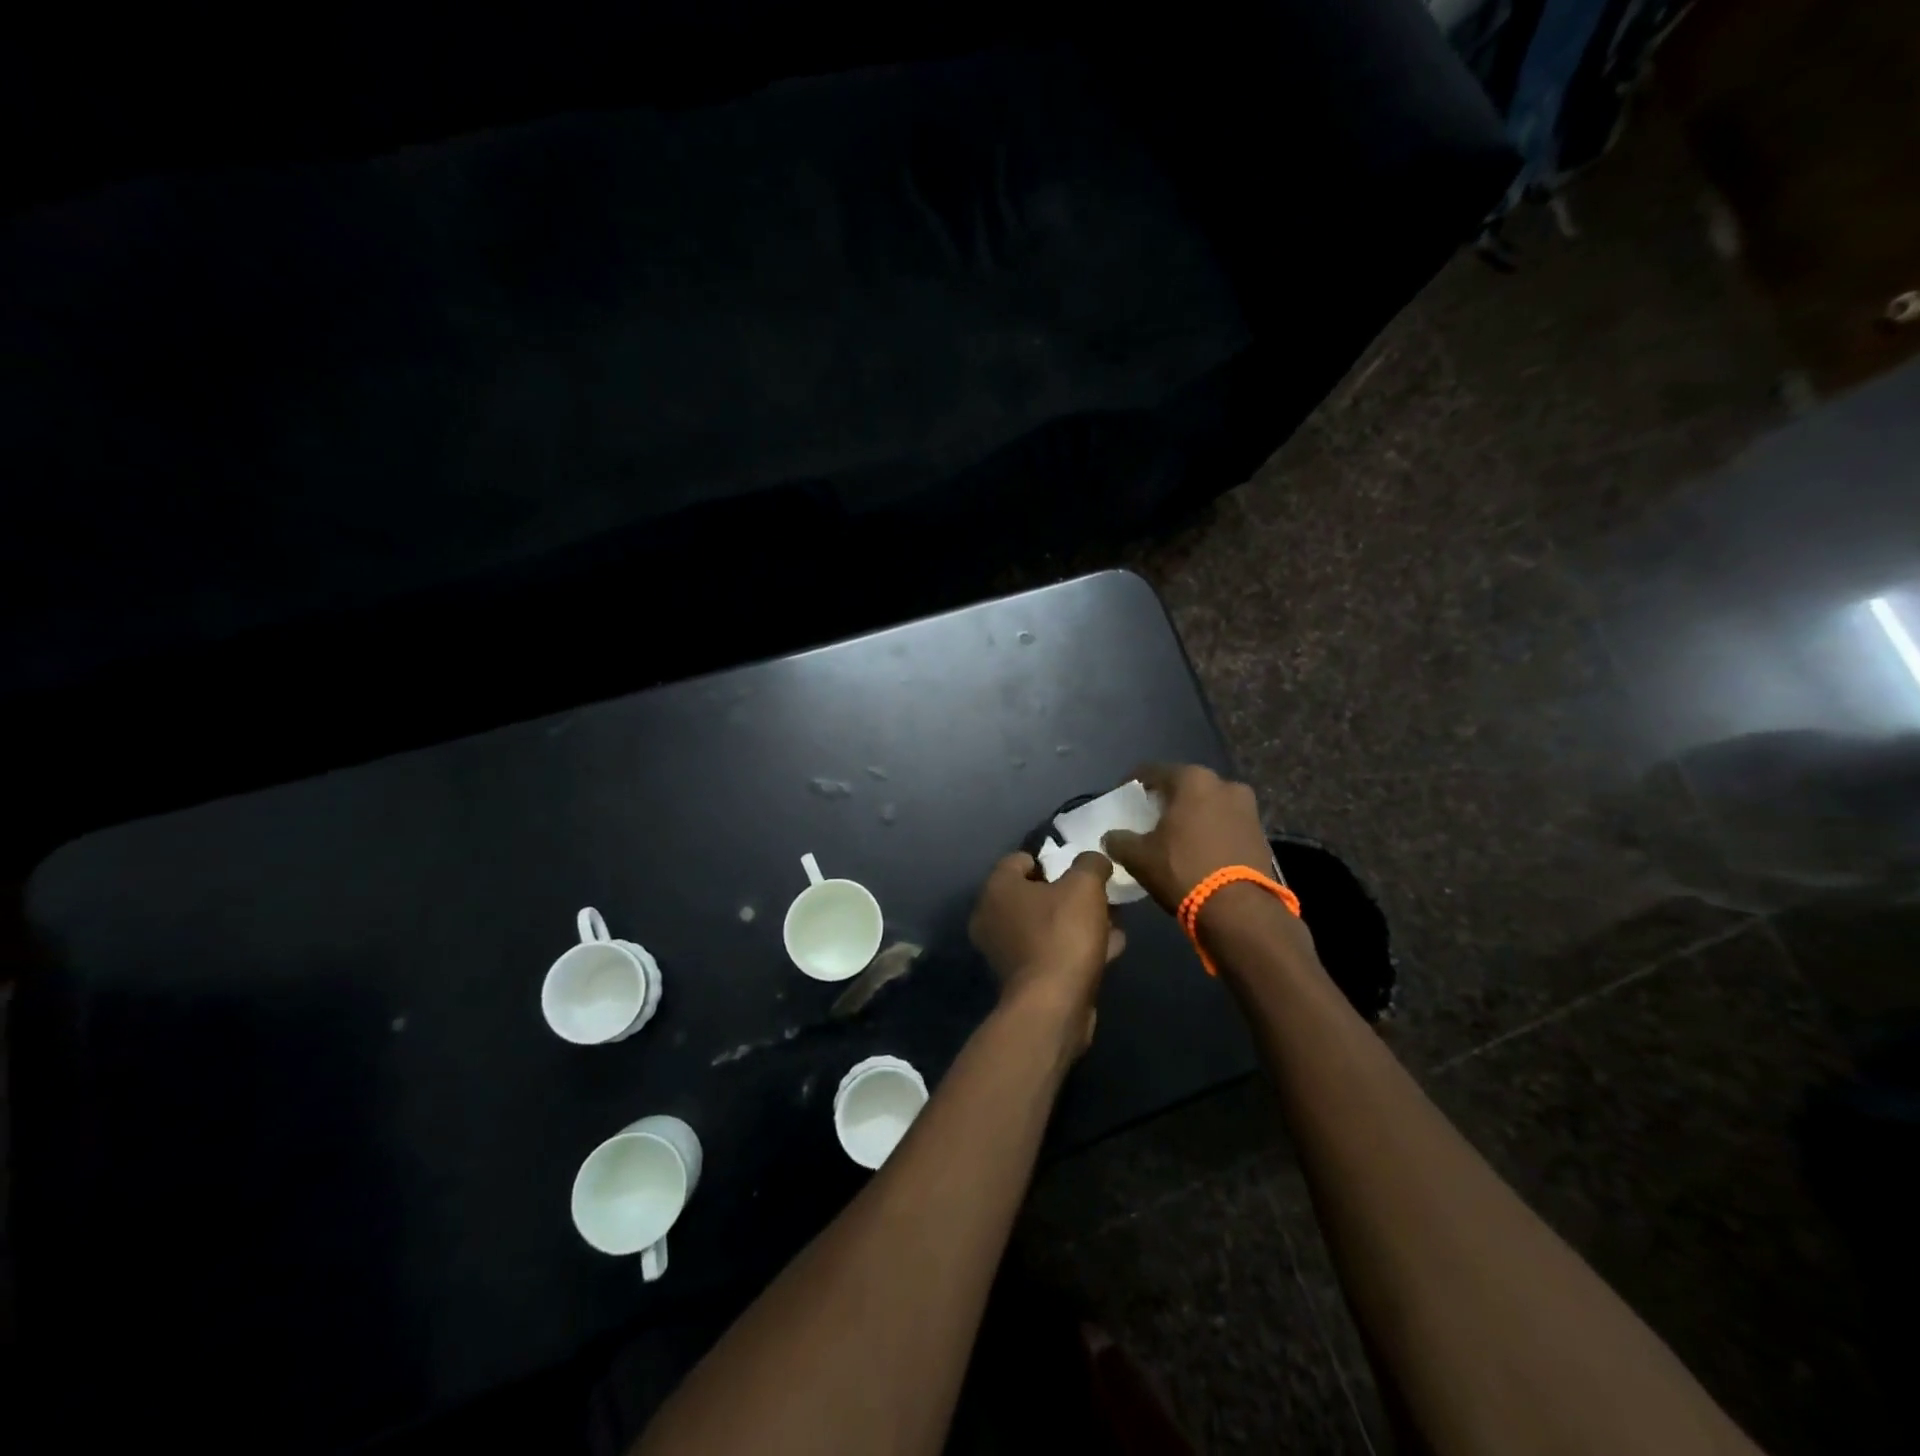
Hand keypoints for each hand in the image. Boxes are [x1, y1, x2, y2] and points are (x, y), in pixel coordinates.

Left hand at [967, 850, 1124, 1052]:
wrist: (1052, 1006)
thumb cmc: (1062, 934)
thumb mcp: (1085, 886)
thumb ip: (1090, 864)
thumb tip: (1094, 860)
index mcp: (996, 888)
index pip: (1019, 860)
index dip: (1051, 859)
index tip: (1079, 868)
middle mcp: (991, 917)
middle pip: (1034, 894)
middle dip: (1069, 893)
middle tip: (1099, 895)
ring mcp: (1004, 951)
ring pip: (1046, 925)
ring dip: (1078, 922)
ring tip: (1113, 922)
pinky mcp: (1022, 979)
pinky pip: (1051, 952)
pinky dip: (1075, 948)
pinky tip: (1110, 949)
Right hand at [1101, 763, 1271, 913]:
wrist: (1239, 910)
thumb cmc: (1183, 870)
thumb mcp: (1139, 857)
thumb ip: (1119, 841)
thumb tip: (1111, 837)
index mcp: (1192, 780)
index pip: (1153, 771)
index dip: (1133, 783)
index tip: (1122, 797)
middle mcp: (1224, 784)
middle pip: (1185, 785)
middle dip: (1166, 798)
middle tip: (1148, 816)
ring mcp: (1248, 808)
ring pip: (1209, 804)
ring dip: (1191, 814)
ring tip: (1174, 835)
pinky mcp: (1261, 834)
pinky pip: (1226, 823)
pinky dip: (1210, 830)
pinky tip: (1198, 849)